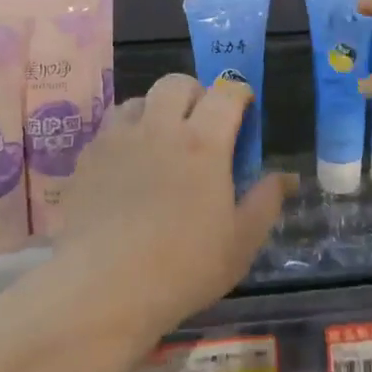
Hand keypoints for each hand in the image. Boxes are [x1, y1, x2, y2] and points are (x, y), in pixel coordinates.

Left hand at [56, 74, 288, 327]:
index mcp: (203, 143)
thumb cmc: (183, 268)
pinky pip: (108, 130)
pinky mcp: (86, 159)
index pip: (226, 94)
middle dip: (195, 93)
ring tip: (160, 141)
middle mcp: (159, 128)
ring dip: (155, 111)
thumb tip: (285, 177)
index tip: (245, 109)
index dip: (239, 94)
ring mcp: (117, 140)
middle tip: (202, 123)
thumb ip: (265, 202)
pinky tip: (126, 168)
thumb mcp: (241, 243)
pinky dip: (124, 136)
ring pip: (138, 100)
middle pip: (176, 83)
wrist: (102, 288)